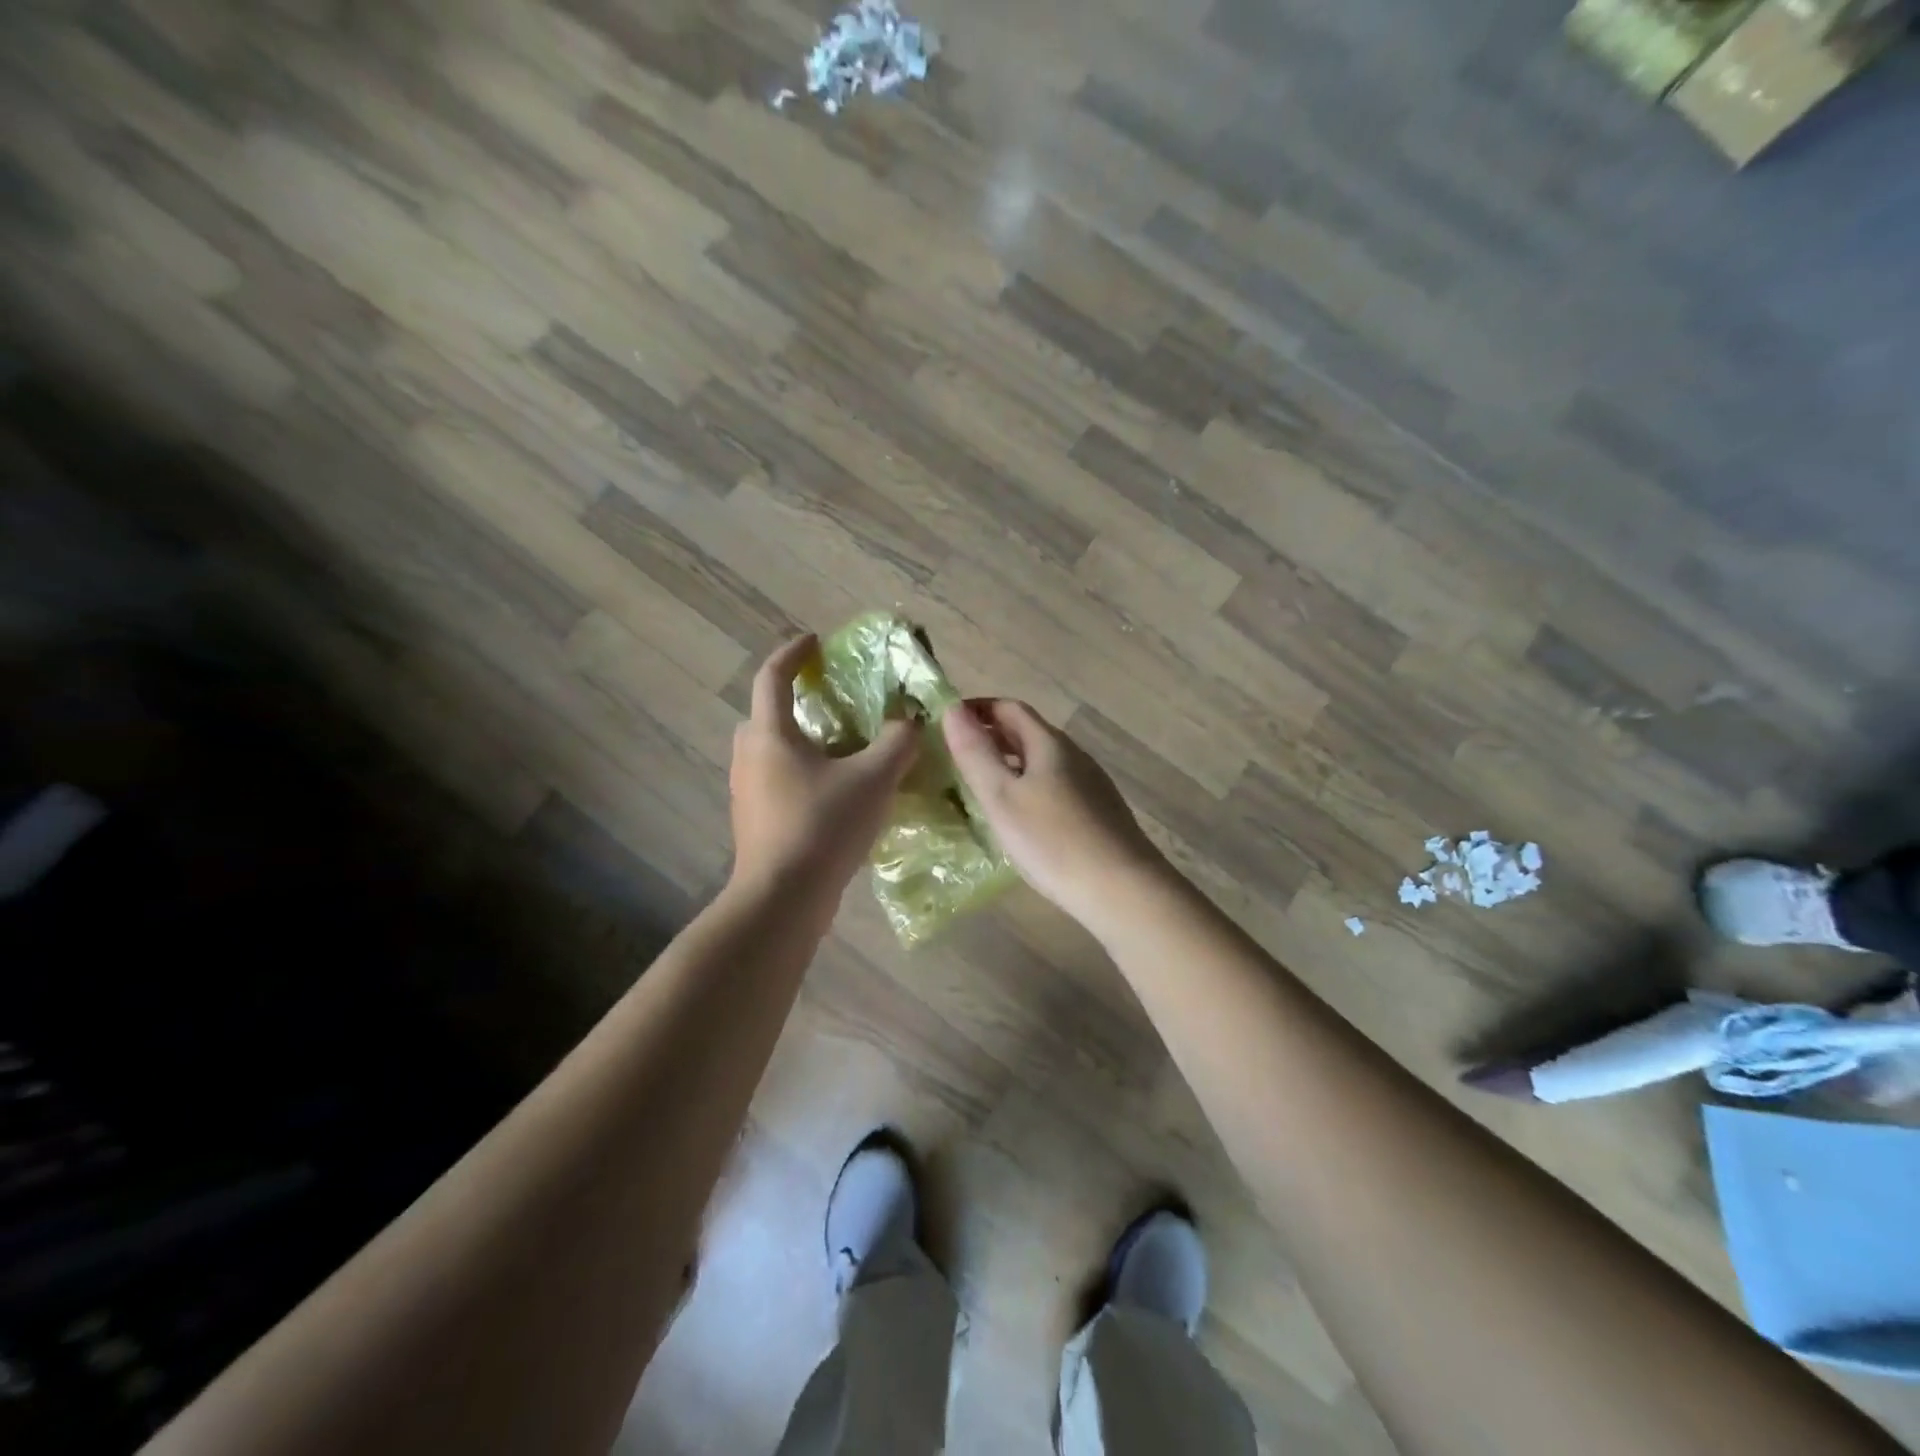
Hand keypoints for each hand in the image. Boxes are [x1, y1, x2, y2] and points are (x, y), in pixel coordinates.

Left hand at [729, 636, 920, 894]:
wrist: (783, 899)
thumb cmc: (823, 826)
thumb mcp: (873, 779)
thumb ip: (898, 742)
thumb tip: (911, 720)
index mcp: (770, 735)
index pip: (773, 676)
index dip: (794, 653)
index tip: (816, 641)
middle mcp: (750, 758)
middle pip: (765, 715)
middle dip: (794, 701)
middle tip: (830, 703)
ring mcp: (747, 793)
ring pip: (771, 752)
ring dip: (800, 742)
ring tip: (840, 750)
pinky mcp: (754, 823)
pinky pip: (776, 782)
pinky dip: (801, 774)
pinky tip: (835, 794)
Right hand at [943, 699, 1168, 927]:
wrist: (1123, 891)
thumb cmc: (1053, 841)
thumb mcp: (1002, 797)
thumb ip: (975, 752)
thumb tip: (951, 708)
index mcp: (1050, 744)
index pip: (1009, 708)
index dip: (976, 709)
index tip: (946, 723)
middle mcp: (1074, 755)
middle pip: (1028, 732)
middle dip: (991, 735)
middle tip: (956, 755)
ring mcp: (1090, 784)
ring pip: (1042, 761)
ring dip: (1010, 763)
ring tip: (981, 786)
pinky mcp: (1098, 813)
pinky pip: (1055, 785)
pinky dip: (1028, 786)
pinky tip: (1020, 816)